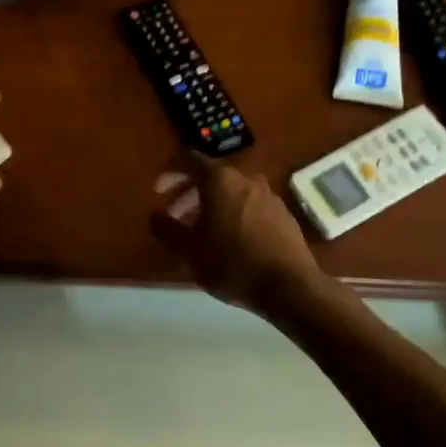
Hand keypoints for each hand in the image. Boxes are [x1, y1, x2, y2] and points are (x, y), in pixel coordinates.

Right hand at [150, 153, 322, 311]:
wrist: (290, 286)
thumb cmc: (232, 264)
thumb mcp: (189, 250)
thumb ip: (167, 229)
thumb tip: (155, 216)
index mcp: (219, 180)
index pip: (188, 160)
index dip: (169, 172)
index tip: (158, 192)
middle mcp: (245, 179)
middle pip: (211, 176)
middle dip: (188, 193)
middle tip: (174, 215)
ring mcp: (268, 195)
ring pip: (231, 191)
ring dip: (211, 205)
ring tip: (200, 231)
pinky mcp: (283, 214)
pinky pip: (249, 205)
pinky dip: (233, 213)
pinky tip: (229, 240)